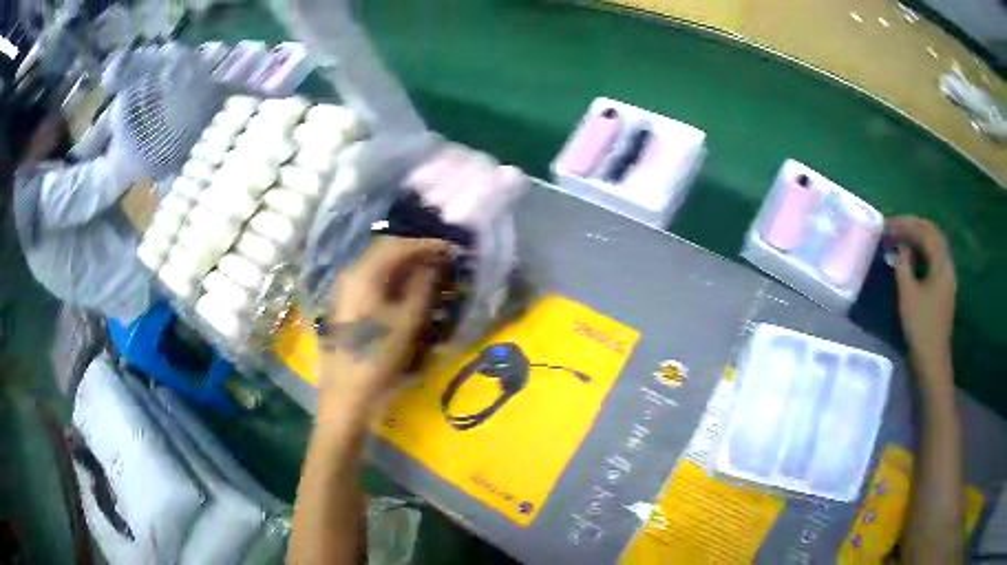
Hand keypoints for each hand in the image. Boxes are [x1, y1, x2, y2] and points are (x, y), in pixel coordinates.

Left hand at [318, 236, 450, 416]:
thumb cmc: (378, 358)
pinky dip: (393, 276)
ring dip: (405, 262)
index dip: (427, 244)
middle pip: (386, 249)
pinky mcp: (346, 301)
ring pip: (379, 263)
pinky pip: (372, 277)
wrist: (347, 392)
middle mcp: (351, 274)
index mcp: (364, 275)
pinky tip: (408, 286)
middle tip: (443, 256)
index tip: (452, 248)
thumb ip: (423, 286)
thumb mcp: (407, 322)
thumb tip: (437, 262)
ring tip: (430, 269)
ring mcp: (345, 288)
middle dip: (416, 250)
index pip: (398, 245)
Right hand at [888, 216, 956, 383]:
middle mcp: (947, 265)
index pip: (925, 231)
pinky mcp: (944, 289)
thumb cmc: (920, 327)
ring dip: (917, 239)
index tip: (887, 226)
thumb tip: (899, 245)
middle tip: (893, 228)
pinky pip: (934, 260)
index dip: (906, 224)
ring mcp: (947, 278)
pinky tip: (911, 257)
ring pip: (934, 247)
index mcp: (942, 264)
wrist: (932, 361)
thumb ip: (903, 265)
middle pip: (932, 235)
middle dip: (913, 227)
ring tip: (900, 239)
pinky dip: (922, 252)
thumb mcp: (908, 294)